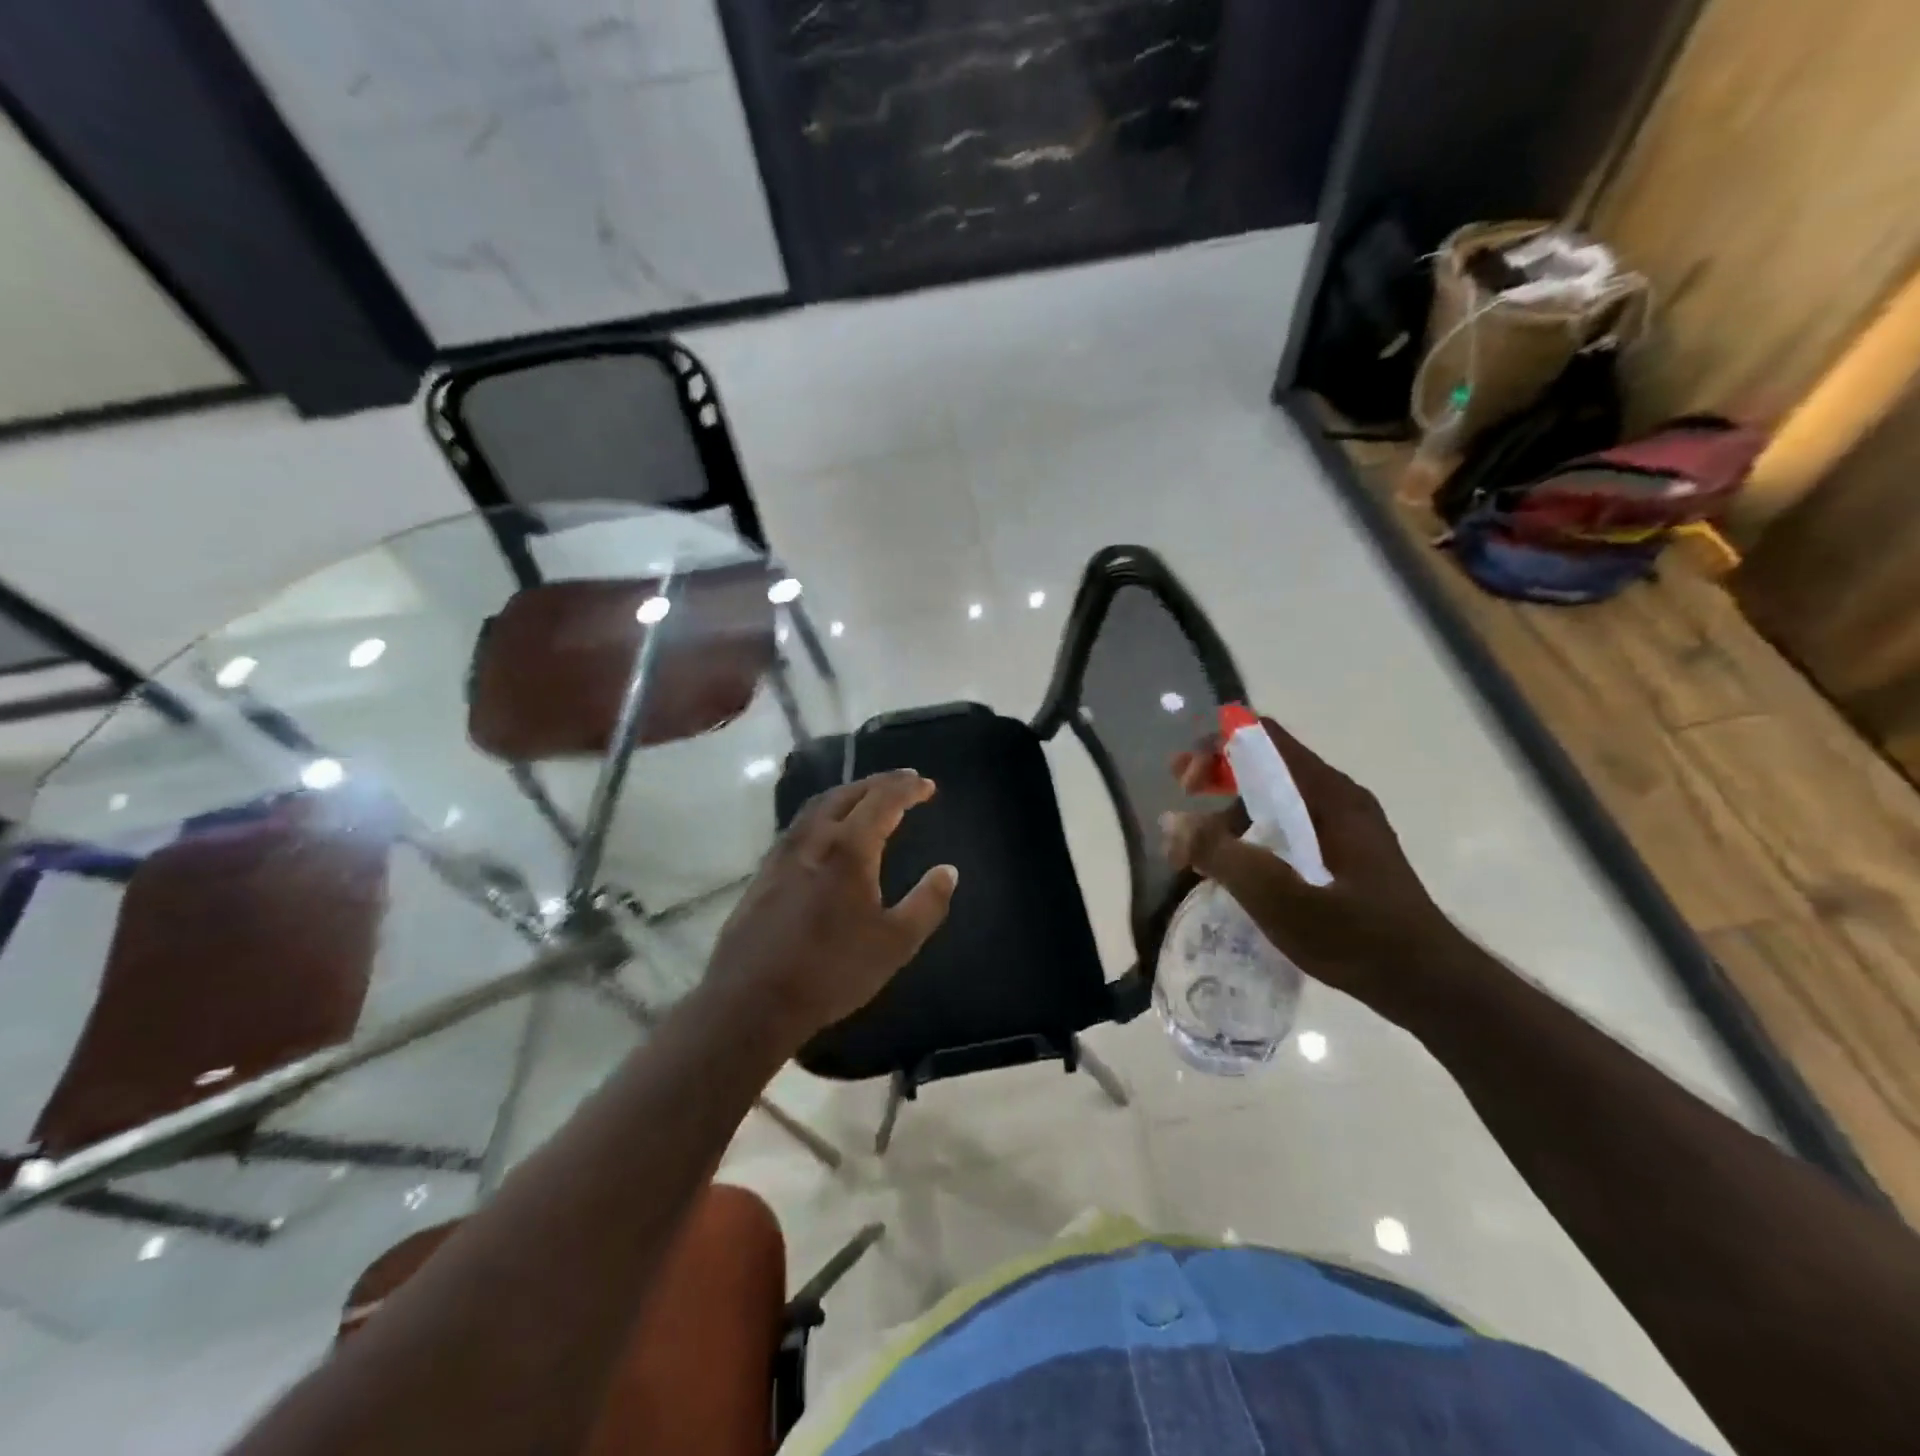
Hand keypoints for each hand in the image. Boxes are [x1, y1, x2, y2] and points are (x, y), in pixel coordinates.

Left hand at [708, 769, 957, 1044]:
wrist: (751, 1000)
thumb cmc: (831, 971)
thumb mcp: (895, 944)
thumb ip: (927, 903)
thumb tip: (948, 871)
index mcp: (849, 848)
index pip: (883, 800)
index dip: (908, 788)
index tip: (928, 785)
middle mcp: (813, 838)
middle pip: (847, 793)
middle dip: (878, 783)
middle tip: (903, 782)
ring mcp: (783, 853)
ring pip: (818, 805)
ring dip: (848, 794)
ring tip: (868, 798)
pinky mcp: (764, 872)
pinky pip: (800, 825)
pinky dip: (825, 814)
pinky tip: (828, 834)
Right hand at [1161, 717, 1468, 1018]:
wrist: (1429, 985)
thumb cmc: (1356, 936)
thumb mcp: (1278, 896)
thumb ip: (1221, 855)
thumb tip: (1172, 822)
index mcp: (1327, 794)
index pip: (1263, 737)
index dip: (1215, 747)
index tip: (1186, 785)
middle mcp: (1336, 798)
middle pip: (1264, 764)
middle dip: (1215, 776)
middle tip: (1180, 801)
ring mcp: (1343, 826)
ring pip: (1273, 799)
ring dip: (1229, 814)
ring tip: (1198, 855)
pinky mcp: (1344, 853)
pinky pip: (1287, 826)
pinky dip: (1252, 836)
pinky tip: (1237, 871)